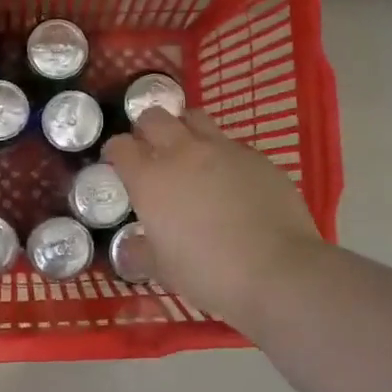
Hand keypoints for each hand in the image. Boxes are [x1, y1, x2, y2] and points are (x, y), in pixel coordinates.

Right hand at [104, 108, 324, 334]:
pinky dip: (222, 154)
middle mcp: (183, 153)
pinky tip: (231, 180)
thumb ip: (142, 252)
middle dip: (147, 128)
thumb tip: (130, 248)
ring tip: (190, 151)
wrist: (276, 271)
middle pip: (155, 118)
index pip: (121, 147)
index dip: (115, 151)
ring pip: (195, 118)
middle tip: (151, 148)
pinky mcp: (258, 158)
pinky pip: (232, 144)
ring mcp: (224, 150)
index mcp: (150, 179)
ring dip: (185, 129)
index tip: (116, 162)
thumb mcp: (164, 269)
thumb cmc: (208, 273)